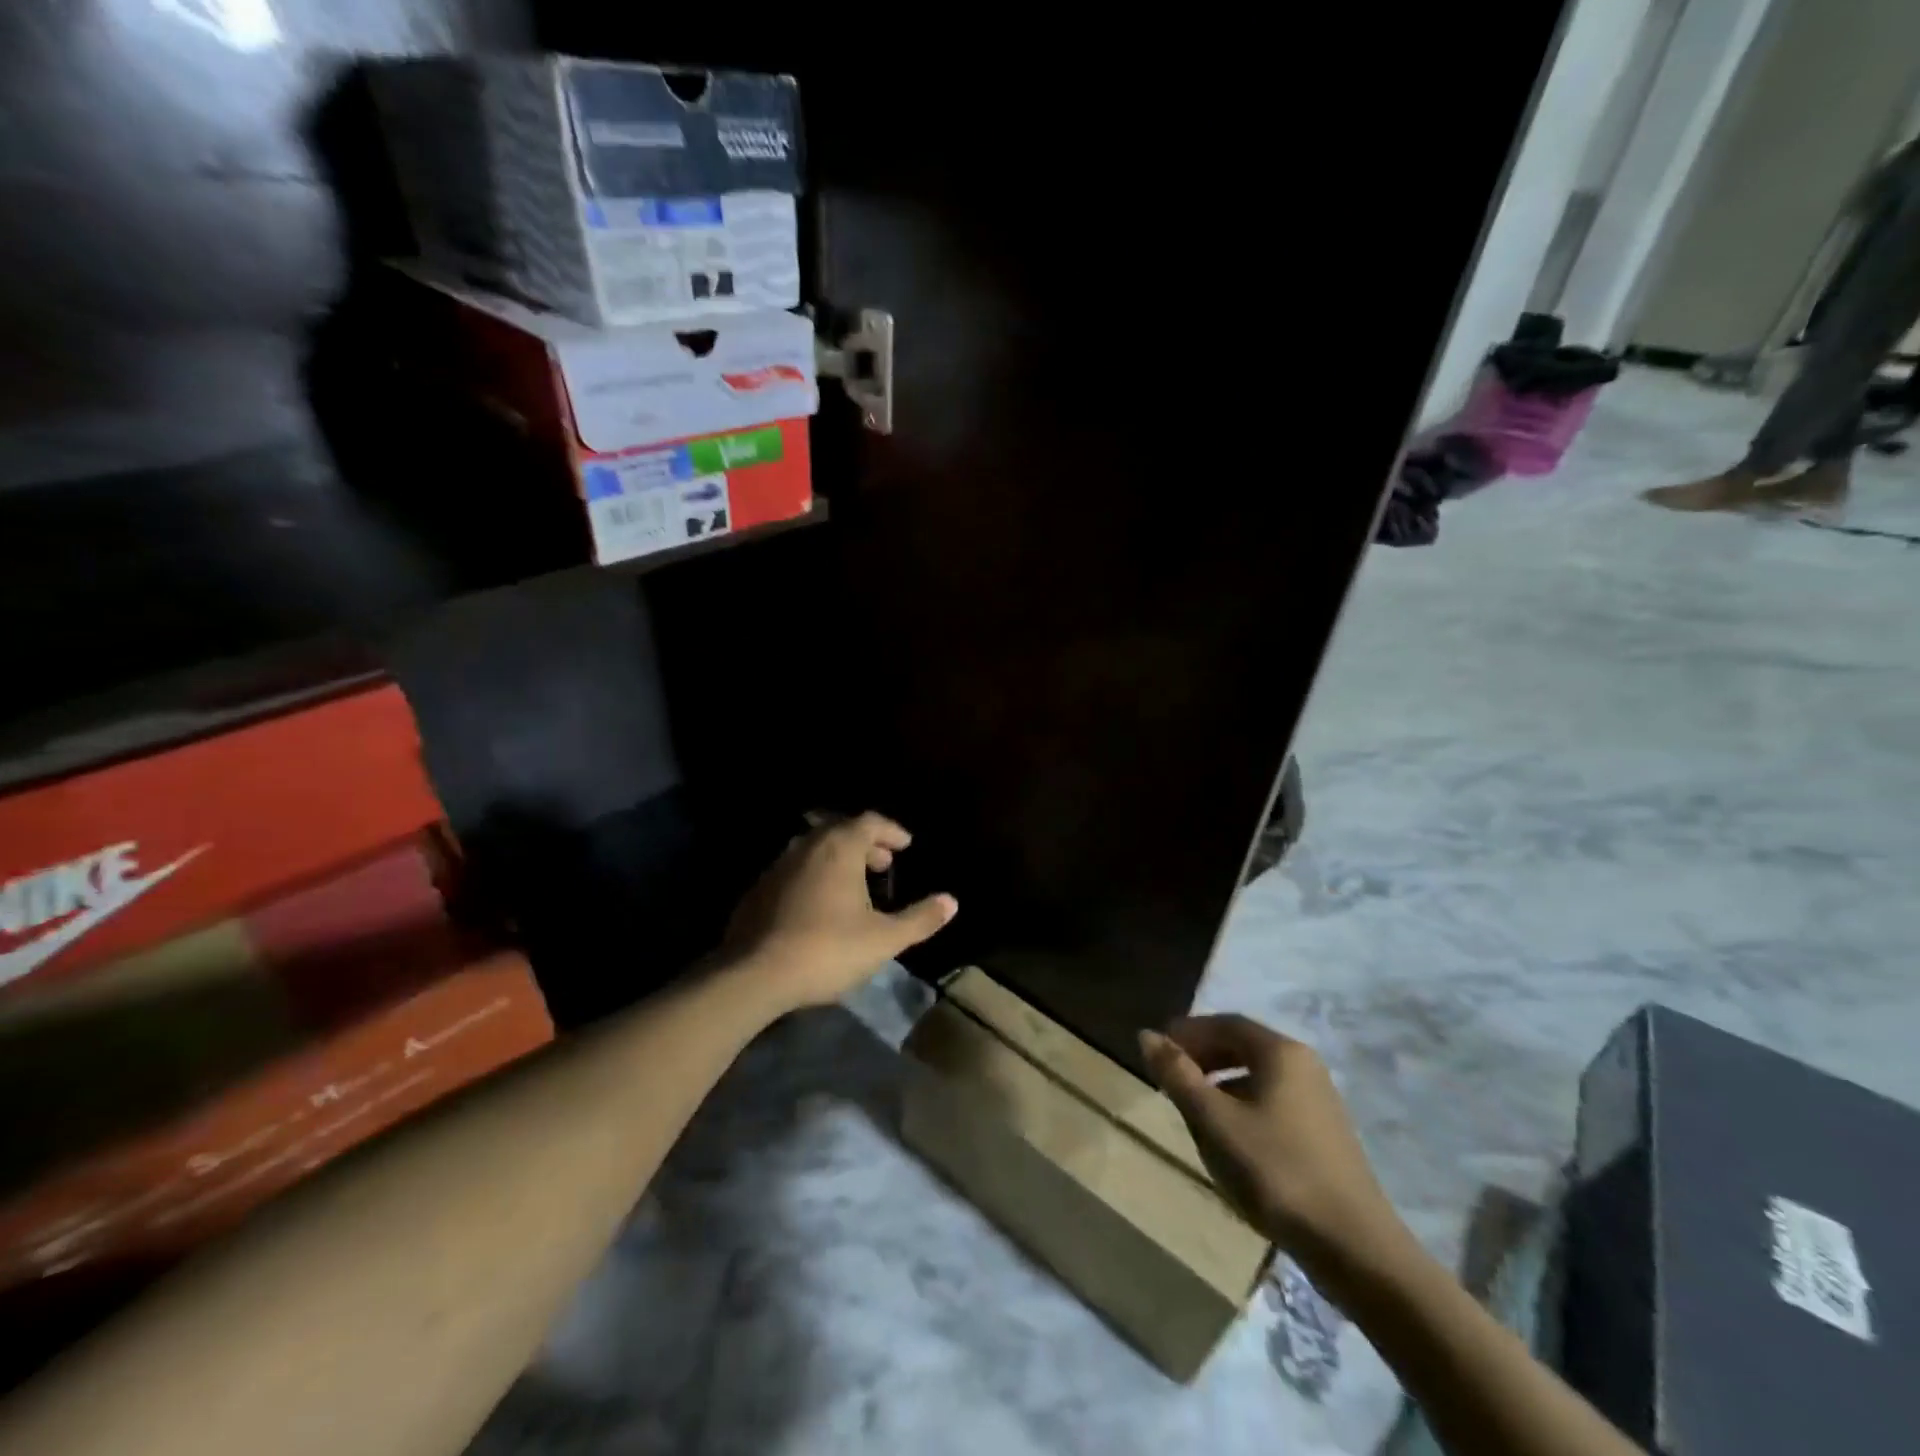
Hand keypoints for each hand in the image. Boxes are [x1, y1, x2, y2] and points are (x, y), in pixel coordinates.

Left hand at [724, 812, 957, 1011]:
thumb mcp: (884, 939)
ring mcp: (777, 866)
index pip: (869, 821)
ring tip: (854, 884)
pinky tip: (818, 905)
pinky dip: (813, 876)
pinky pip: (794, 870)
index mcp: (839, 847)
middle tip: (883, 864)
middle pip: (840, 829)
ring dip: (838, 859)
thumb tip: (952, 901)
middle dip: (865, 843)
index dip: (891, 831)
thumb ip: (920, 919)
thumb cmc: (827, 949)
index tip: (905, 846)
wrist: (753, 975)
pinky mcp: (757, 890)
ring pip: (814, 849)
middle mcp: (806, 846)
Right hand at [1140, 1015, 1406, 1270]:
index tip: (1157, 1051)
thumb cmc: (1275, 1171)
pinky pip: (1273, 1101)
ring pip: (1258, 1076)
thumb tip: (1147, 1035)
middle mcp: (1304, 1065)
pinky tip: (1231, 1140)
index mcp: (1280, 1052)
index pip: (1225, 1023)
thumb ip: (1178, 1075)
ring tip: (1194, 1111)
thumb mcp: (1214, 1121)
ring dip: (1221, 1084)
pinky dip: (1243, 1106)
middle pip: (1243, 1046)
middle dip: (1203, 1056)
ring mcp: (1319, 1100)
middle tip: (1170, 1079)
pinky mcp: (1325, 1134)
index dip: (1187, 1032)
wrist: (1354, 1248)